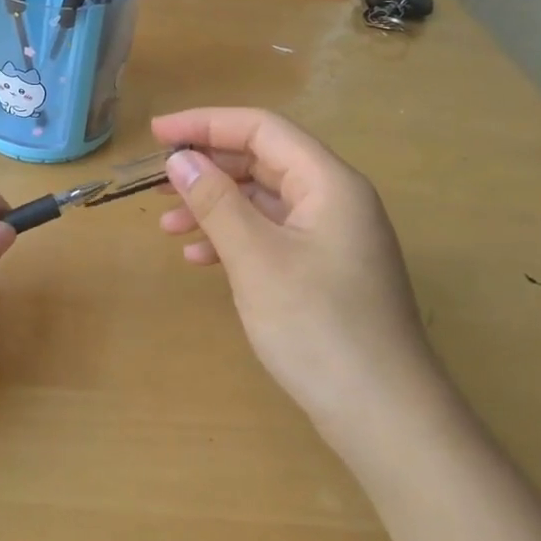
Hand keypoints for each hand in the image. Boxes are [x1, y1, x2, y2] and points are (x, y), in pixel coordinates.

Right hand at [150, 108, 440, 433]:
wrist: (384, 416)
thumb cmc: (319, 328)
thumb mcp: (257, 259)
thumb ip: (216, 202)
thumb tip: (179, 159)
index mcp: (328, 183)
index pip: (262, 130)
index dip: (206, 124)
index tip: (156, 134)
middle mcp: (334, 201)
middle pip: (262, 162)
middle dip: (207, 167)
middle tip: (156, 181)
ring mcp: (331, 239)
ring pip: (262, 202)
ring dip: (214, 206)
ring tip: (167, 226)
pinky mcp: (323, 272)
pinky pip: (270, 236)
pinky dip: (232, 239)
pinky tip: (199, 258)